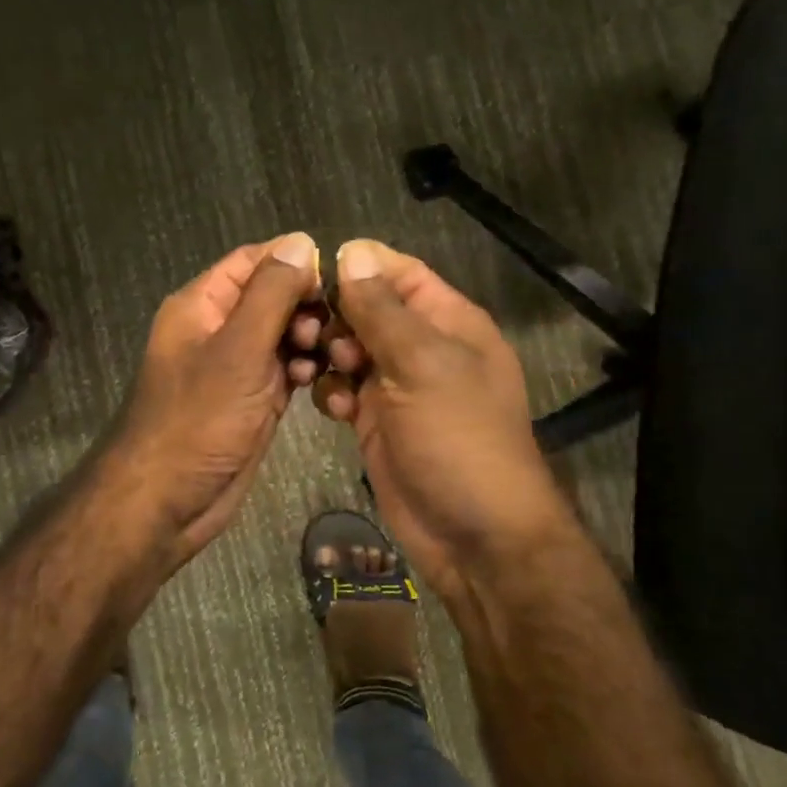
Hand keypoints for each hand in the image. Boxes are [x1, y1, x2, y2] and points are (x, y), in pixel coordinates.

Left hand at [105, 232, 324, 563]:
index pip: (253, 260)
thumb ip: (271, 295)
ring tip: (329, 354)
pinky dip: (304, 368)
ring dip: (310, 338)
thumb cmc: (197, 420)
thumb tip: (302, 242)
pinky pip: (285, 368)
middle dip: (307, 304)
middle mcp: (218, 328)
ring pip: (283, 332)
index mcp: (202, 304)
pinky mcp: (253, 398)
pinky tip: (318, 378)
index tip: (337, 277)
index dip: (295, 261)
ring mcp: (237, 365)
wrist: (167, 501)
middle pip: (273, 295)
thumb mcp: (237, 350)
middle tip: (335, 325)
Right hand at [315, 239, 567, 604]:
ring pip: (349, 349)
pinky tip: (334, 409)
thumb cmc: (458, 437)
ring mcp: (398, 385)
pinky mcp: (376, 420)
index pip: (400, 272)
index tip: (314, 274)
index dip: (359, 267)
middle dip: (338, 317)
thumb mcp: (422, 364)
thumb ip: (383, 310)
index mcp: (448, 321)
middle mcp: (422, 347)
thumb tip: (352, 252)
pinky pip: (343, 389)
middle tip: (317, 337)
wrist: (473, 534)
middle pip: (367, 309)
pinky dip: (332, 393)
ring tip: (326, 373)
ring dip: (330, 356)